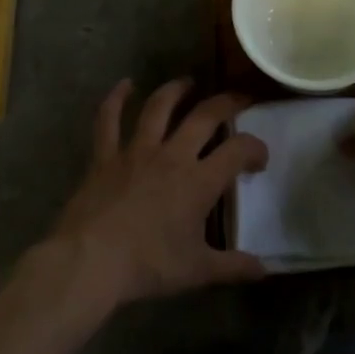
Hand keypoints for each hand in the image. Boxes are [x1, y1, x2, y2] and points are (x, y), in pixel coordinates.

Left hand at [46, 78, 268, 309]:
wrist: (91, 261)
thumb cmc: (148, 265)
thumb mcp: (197, 271)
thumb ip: (232, 267)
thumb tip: (263, 269)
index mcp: (199, 181)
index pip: (238, 151)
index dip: (255, 148)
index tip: (259, 158)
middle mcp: (172, 155)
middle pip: (204, 116)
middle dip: (227, 103)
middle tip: (239, 98)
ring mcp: (136, 151)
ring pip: (159, 107)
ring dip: (176, 90)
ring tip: (188, 82)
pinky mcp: (105, 156)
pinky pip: (109, 120)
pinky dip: (116, 99)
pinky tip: (124, 84)